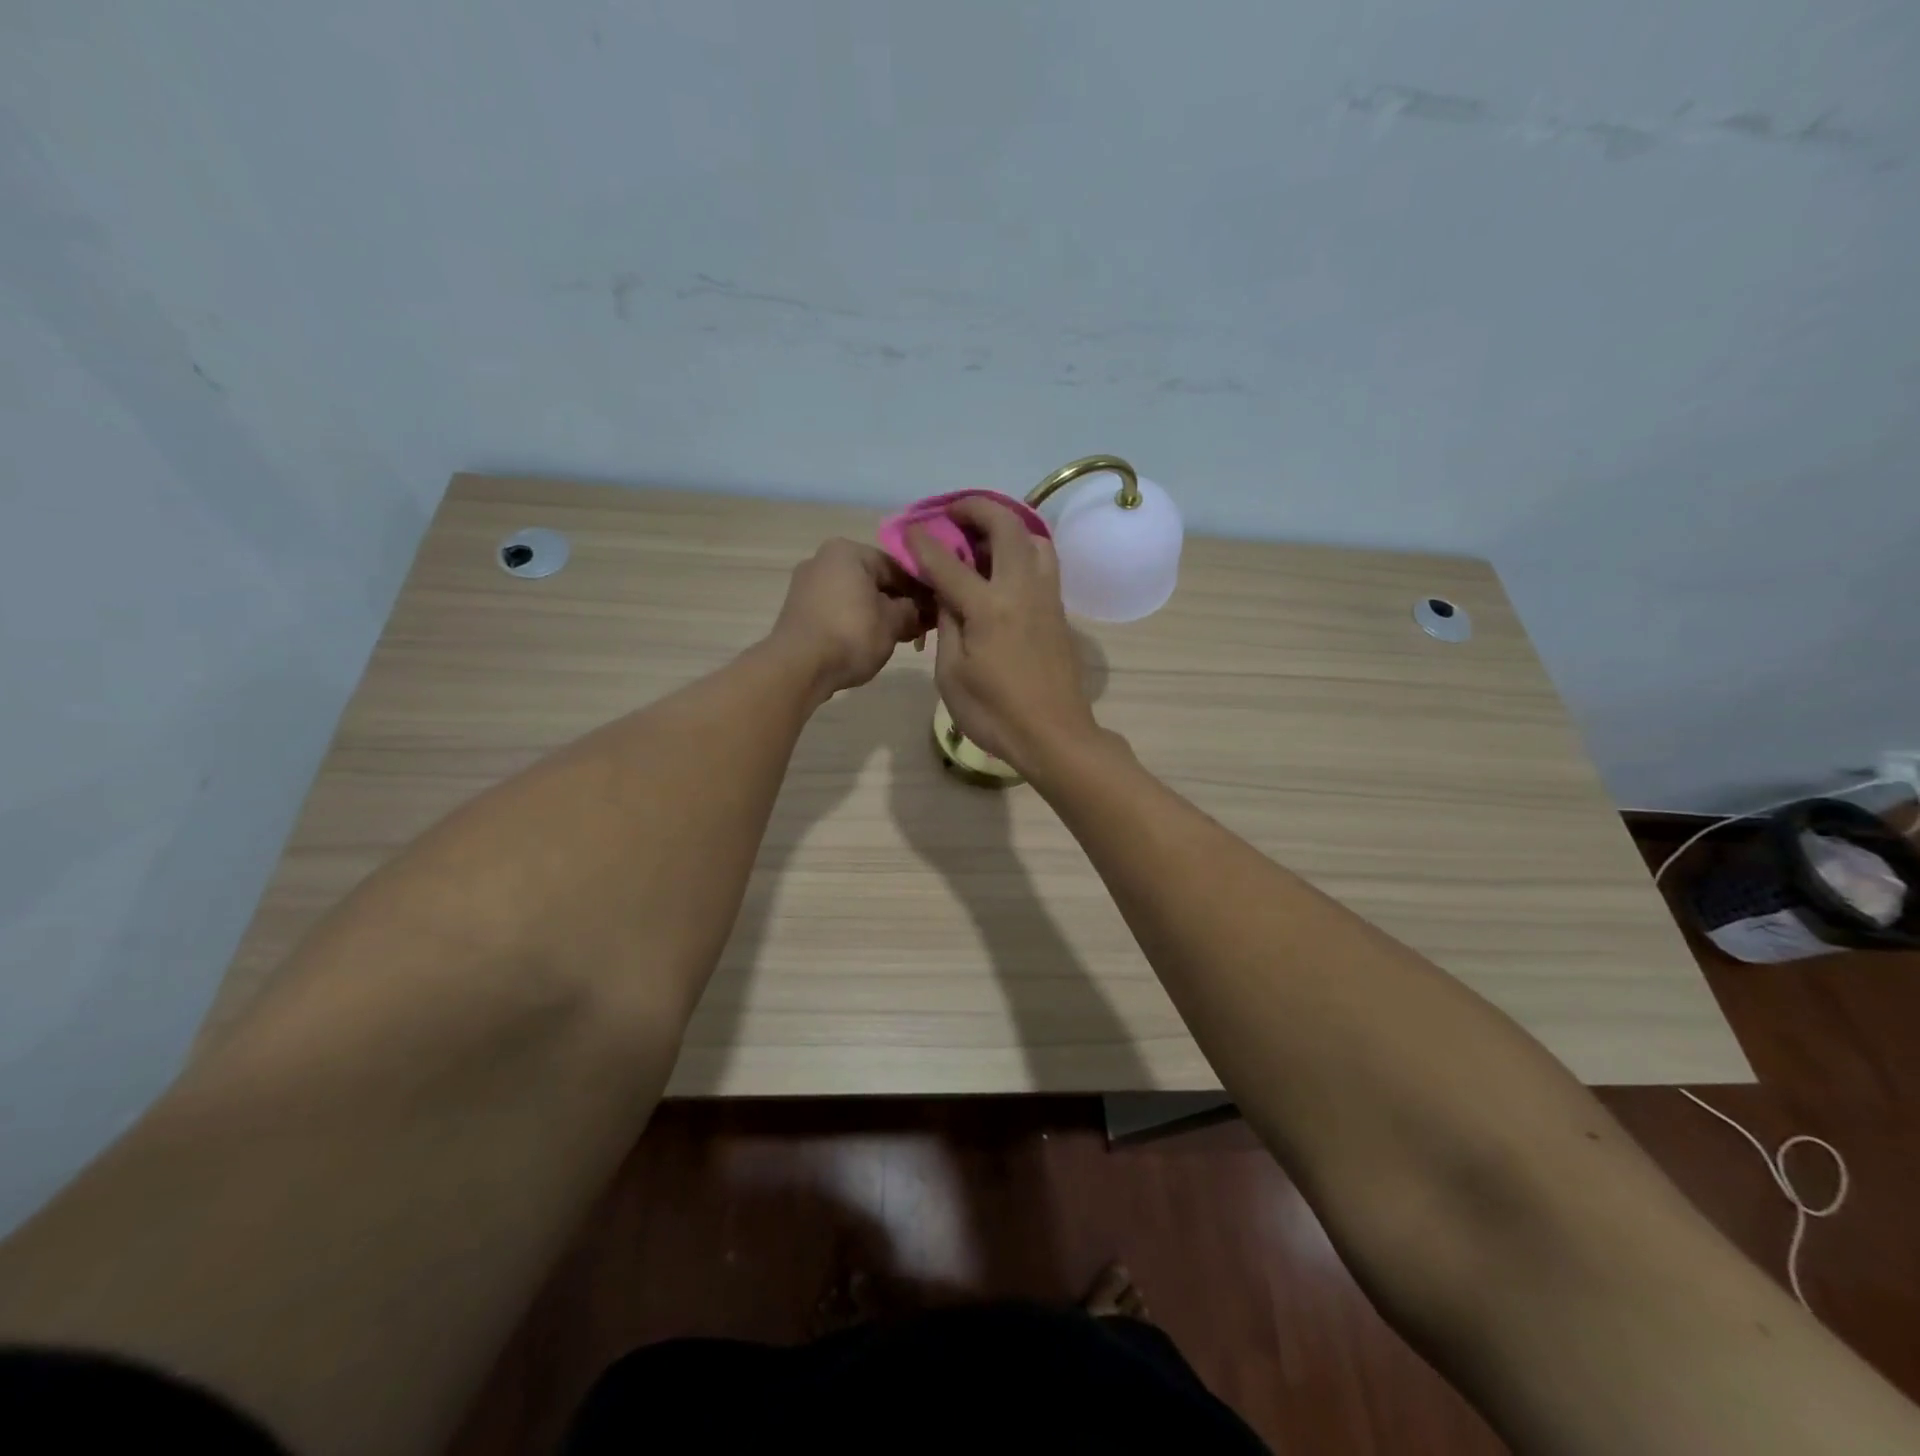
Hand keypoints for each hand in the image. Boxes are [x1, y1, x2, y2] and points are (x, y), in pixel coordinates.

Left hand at [771, 538, 930, 700]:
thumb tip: (923, 610)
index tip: (939, 610)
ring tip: (901, 638)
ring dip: (881, 614)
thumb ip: (913, 610)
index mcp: (848, 551)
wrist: (798, 668)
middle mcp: (824, 559)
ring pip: (857, 596)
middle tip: (923, 627)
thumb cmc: (851, 635)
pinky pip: (839, 610)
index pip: (898, 566)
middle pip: (876, 580)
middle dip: (901, 603)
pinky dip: (858, 622)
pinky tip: (873, 642)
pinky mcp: (800, 611)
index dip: (922, 589)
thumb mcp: (893, 623)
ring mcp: (808, 585)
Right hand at [905, 497, 1099, 772]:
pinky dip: (1022, 549)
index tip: (909, 529)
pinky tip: (1004, 567)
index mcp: (989, 608)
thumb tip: (946, 593)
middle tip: (953, 513)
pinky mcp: (1060, 611)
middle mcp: (1022, 590)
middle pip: (1006, 527)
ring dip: (1008, 526)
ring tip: (983, 537)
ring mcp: (1047, 598)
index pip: (949, 562)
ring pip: (1035, 539)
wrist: (1054, 736)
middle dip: (977, 509)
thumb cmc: (994, 714)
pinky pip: (1043, 563)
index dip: (924, 542)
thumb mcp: (952, 675)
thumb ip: (948, 624)